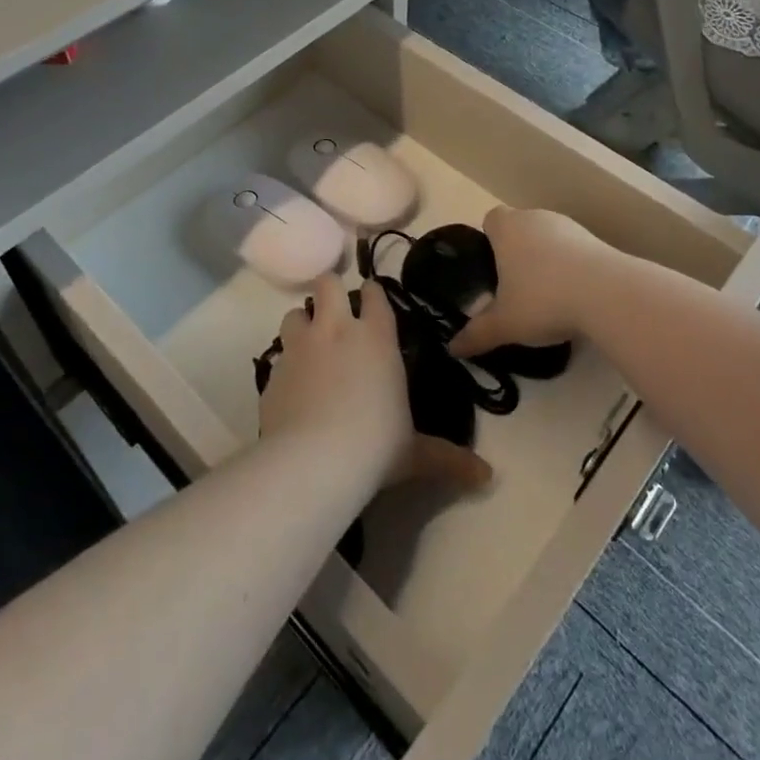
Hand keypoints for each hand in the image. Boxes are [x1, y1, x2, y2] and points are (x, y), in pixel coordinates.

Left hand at [260, 277, 490, 490]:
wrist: (314, 461)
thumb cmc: (376, 446)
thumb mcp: (416, 454)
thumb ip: (448, 458)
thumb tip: (487, 476)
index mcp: (376, 338)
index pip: (374, 294)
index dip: (373, 293)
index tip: (372, 299)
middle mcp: (336, 330)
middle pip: (327, 283)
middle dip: (330, 291)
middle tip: (335, 312)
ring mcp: (300, 347)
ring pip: (295, 312)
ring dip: (302, 323)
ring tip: (309, 344)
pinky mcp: (272, 371)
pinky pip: (277, 355)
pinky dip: (285, 363)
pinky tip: (292, 385)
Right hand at [449, 207, 614, 357]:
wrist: (607, 294)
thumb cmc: (543, 299)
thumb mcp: (505, 324)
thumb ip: (476, 334)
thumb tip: (452, 348)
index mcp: (507, 227)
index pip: (490, 220)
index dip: (489, 241)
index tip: (492, 269)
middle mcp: (535, 217)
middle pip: (520, 228)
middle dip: (517, 253)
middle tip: (516, 289)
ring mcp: (569, 226)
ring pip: (548, 238)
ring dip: (546, 259)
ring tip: (548, 297)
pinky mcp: (596, 240)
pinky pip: (574, 250)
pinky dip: (571, 267)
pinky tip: (575, 297)